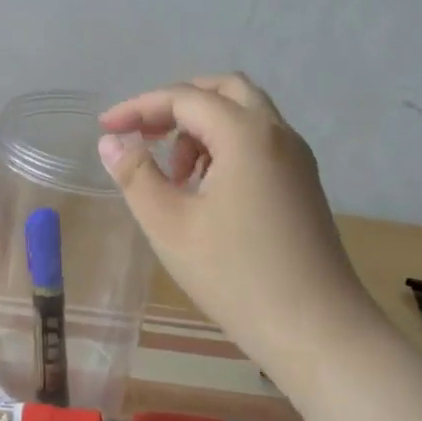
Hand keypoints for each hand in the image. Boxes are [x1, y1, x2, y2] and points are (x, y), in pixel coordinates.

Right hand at [99, 74, 381, 371]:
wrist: (315, 329)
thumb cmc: (234, 275)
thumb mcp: (169, 224)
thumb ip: (136, 174)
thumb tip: (112, 141)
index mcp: (246, 134)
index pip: (185, 97)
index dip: (140, 107)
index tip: (106, 128)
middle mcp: (278, 134)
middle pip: (225, 91)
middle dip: (177, 104)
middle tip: (145, 134)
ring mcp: (297, 159)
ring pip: (245, 117)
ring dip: (203, 129)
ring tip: (174, 177)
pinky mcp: (303, 185)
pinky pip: (260, 144)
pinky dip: (226, 149)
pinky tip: (205, 192)